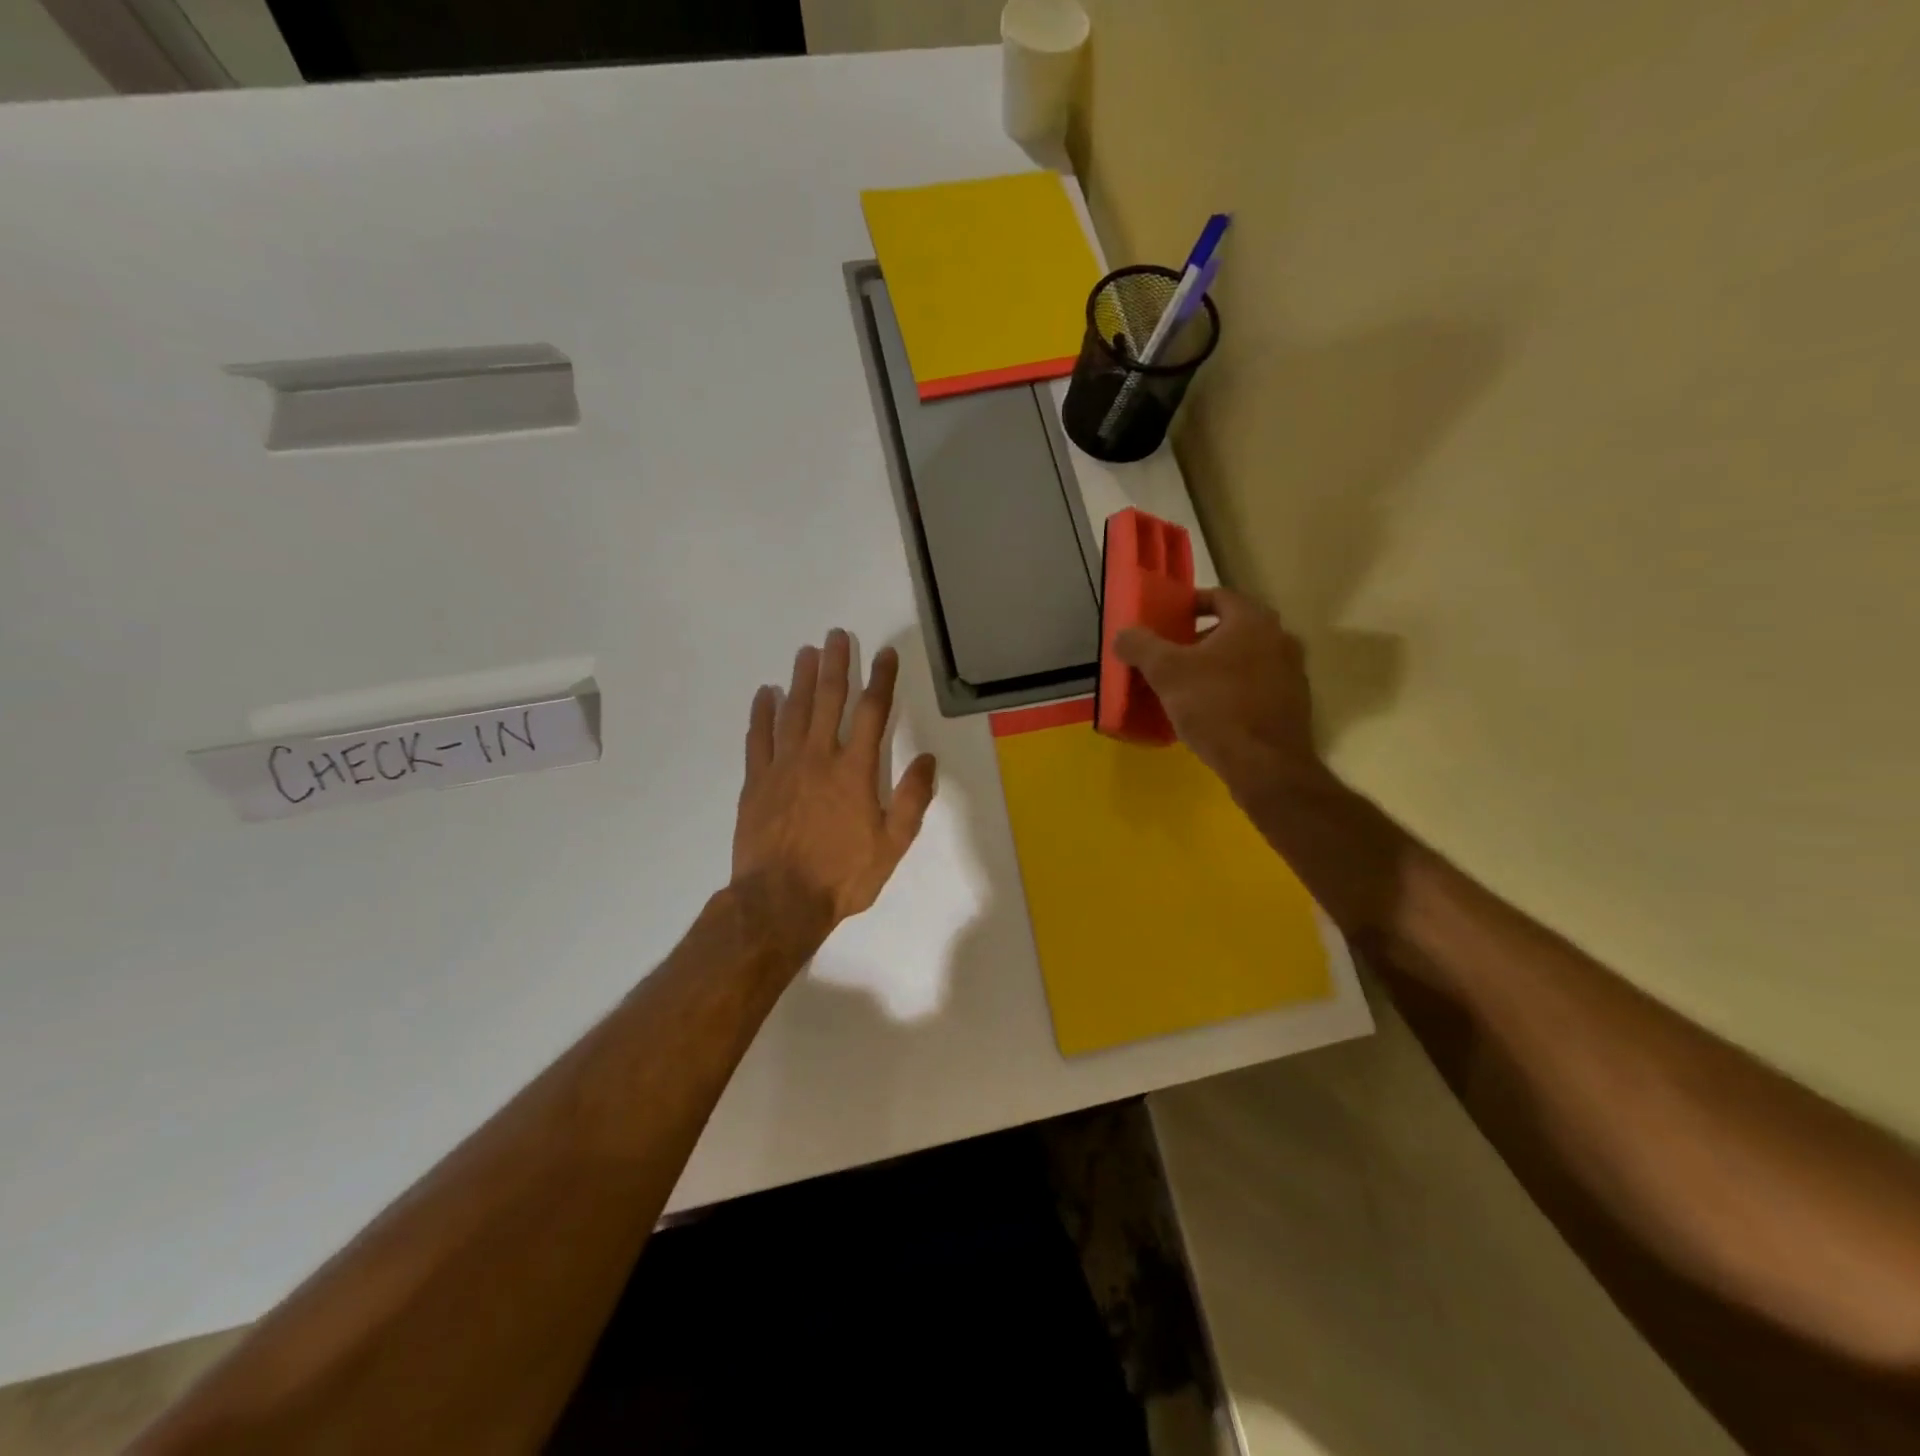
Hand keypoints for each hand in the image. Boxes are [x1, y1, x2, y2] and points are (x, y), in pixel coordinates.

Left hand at [732, 630, 937, 943]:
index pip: (872, 713)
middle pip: (829, 700)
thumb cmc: (841, 876)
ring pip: (793, 711)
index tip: (885, 654)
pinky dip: (762, 713)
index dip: (881, 680)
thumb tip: (928, 759)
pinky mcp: (756, 781)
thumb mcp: (892, 845)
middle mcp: (818, 758)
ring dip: (801, 679)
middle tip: (837, 635)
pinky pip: (758, 738)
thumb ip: (911, 800)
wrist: (779, 902)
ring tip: (806, 652)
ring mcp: (783, 767)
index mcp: (854, 771)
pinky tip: (765, 693)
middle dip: (836, 665)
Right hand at [1115, 589, 1405, 935]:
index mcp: (1252, 621)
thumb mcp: (1166, 673)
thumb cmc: (1216, 707)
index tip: (1167, 620)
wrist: (1265, 766)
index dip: (1190, 604)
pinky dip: (1233, 691)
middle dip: (1199, 640)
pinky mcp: (1294, 706)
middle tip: (1171, 657)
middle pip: (1233, 629)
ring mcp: (1292, 673)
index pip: (1219, 596)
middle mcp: (1280, 639)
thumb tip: (1123, 635)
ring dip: (1217, 667)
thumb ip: (1141, 646)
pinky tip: (1211, 714)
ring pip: (1245, 660)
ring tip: (1186, 688)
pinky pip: (1256, 687)